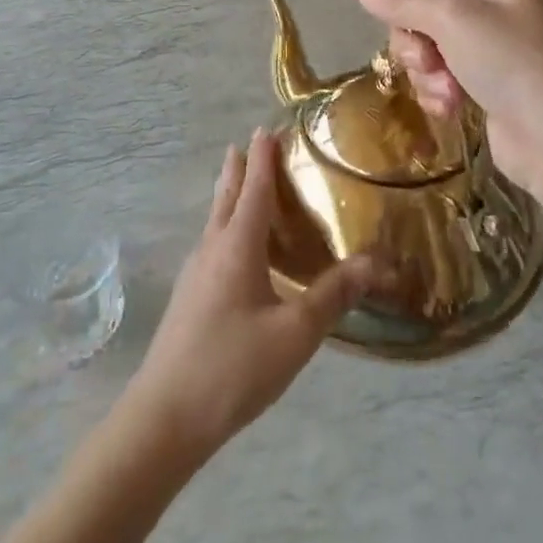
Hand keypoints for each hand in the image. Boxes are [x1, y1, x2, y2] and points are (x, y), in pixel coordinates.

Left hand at [126, 129, 379, 463]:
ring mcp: (195, 272)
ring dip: (231, 195)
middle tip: (253, 143)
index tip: (268, 127)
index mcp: (236, 245)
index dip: (263, 157)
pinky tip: (239, 248)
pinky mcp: (190, 296)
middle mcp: (212, 247)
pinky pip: (213, 242)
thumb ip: (334, 295)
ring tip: (246, 183)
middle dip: (240, 167)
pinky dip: (228, 225)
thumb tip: (377, 262)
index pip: (253, 188)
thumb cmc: (232, 367)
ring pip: (216, 219)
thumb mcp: (294, 334)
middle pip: (227, 195)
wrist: (165, 416)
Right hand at [352, 0, 542, 203]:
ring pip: (424, 46)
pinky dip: (438, 91)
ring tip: (447, 90)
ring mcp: (488, 42)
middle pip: (418, 9)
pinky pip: (439, 74)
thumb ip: (401, 2)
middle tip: (427, 61)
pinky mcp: (484, 79)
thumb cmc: (511, 63)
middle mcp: (490, 0)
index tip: (355, 1)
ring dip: (426, 72)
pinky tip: (453, 107)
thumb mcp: (452, 21)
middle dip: (414, 40)